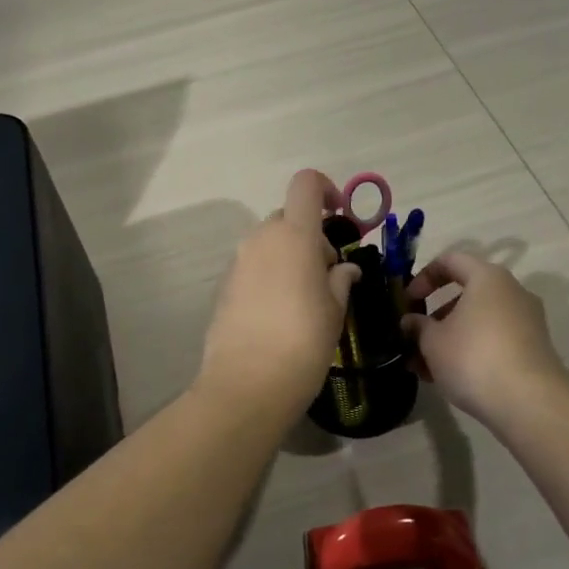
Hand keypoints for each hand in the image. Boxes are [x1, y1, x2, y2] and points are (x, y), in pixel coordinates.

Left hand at [197, 170, 360, 419]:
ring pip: (269, 243)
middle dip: (310, 235)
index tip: (340, 215)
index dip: (325, 189)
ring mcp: (238, 262)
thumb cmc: (303, 342)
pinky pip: (253, 267)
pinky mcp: (224, 286)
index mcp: (294, 235)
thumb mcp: (334, 310)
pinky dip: (270, 275)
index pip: (305, 184)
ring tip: (305, 297)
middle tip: (328, 273)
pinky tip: (280, 313)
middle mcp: (261, 239)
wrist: (247, 384)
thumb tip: (343, 268)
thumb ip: (340, 279)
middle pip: (288, 218)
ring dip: (289, 256)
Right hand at [402, 252, 568, 426]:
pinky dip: (471, 351)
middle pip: (466, 293)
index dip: (424, 277)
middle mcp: (512, 292)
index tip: (408, 301)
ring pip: (479, 321)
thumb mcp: (433, 341)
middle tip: (415, 337)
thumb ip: (418, 326)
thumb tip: (411, 321)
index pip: (451, 261)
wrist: (530, 403)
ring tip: (426, 367)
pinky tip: (450, 378)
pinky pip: (494, 340)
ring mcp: (527, 321)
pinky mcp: (533, 350)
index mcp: (488, 278)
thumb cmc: (474, 357)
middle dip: (436, 315)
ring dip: (450, 338)